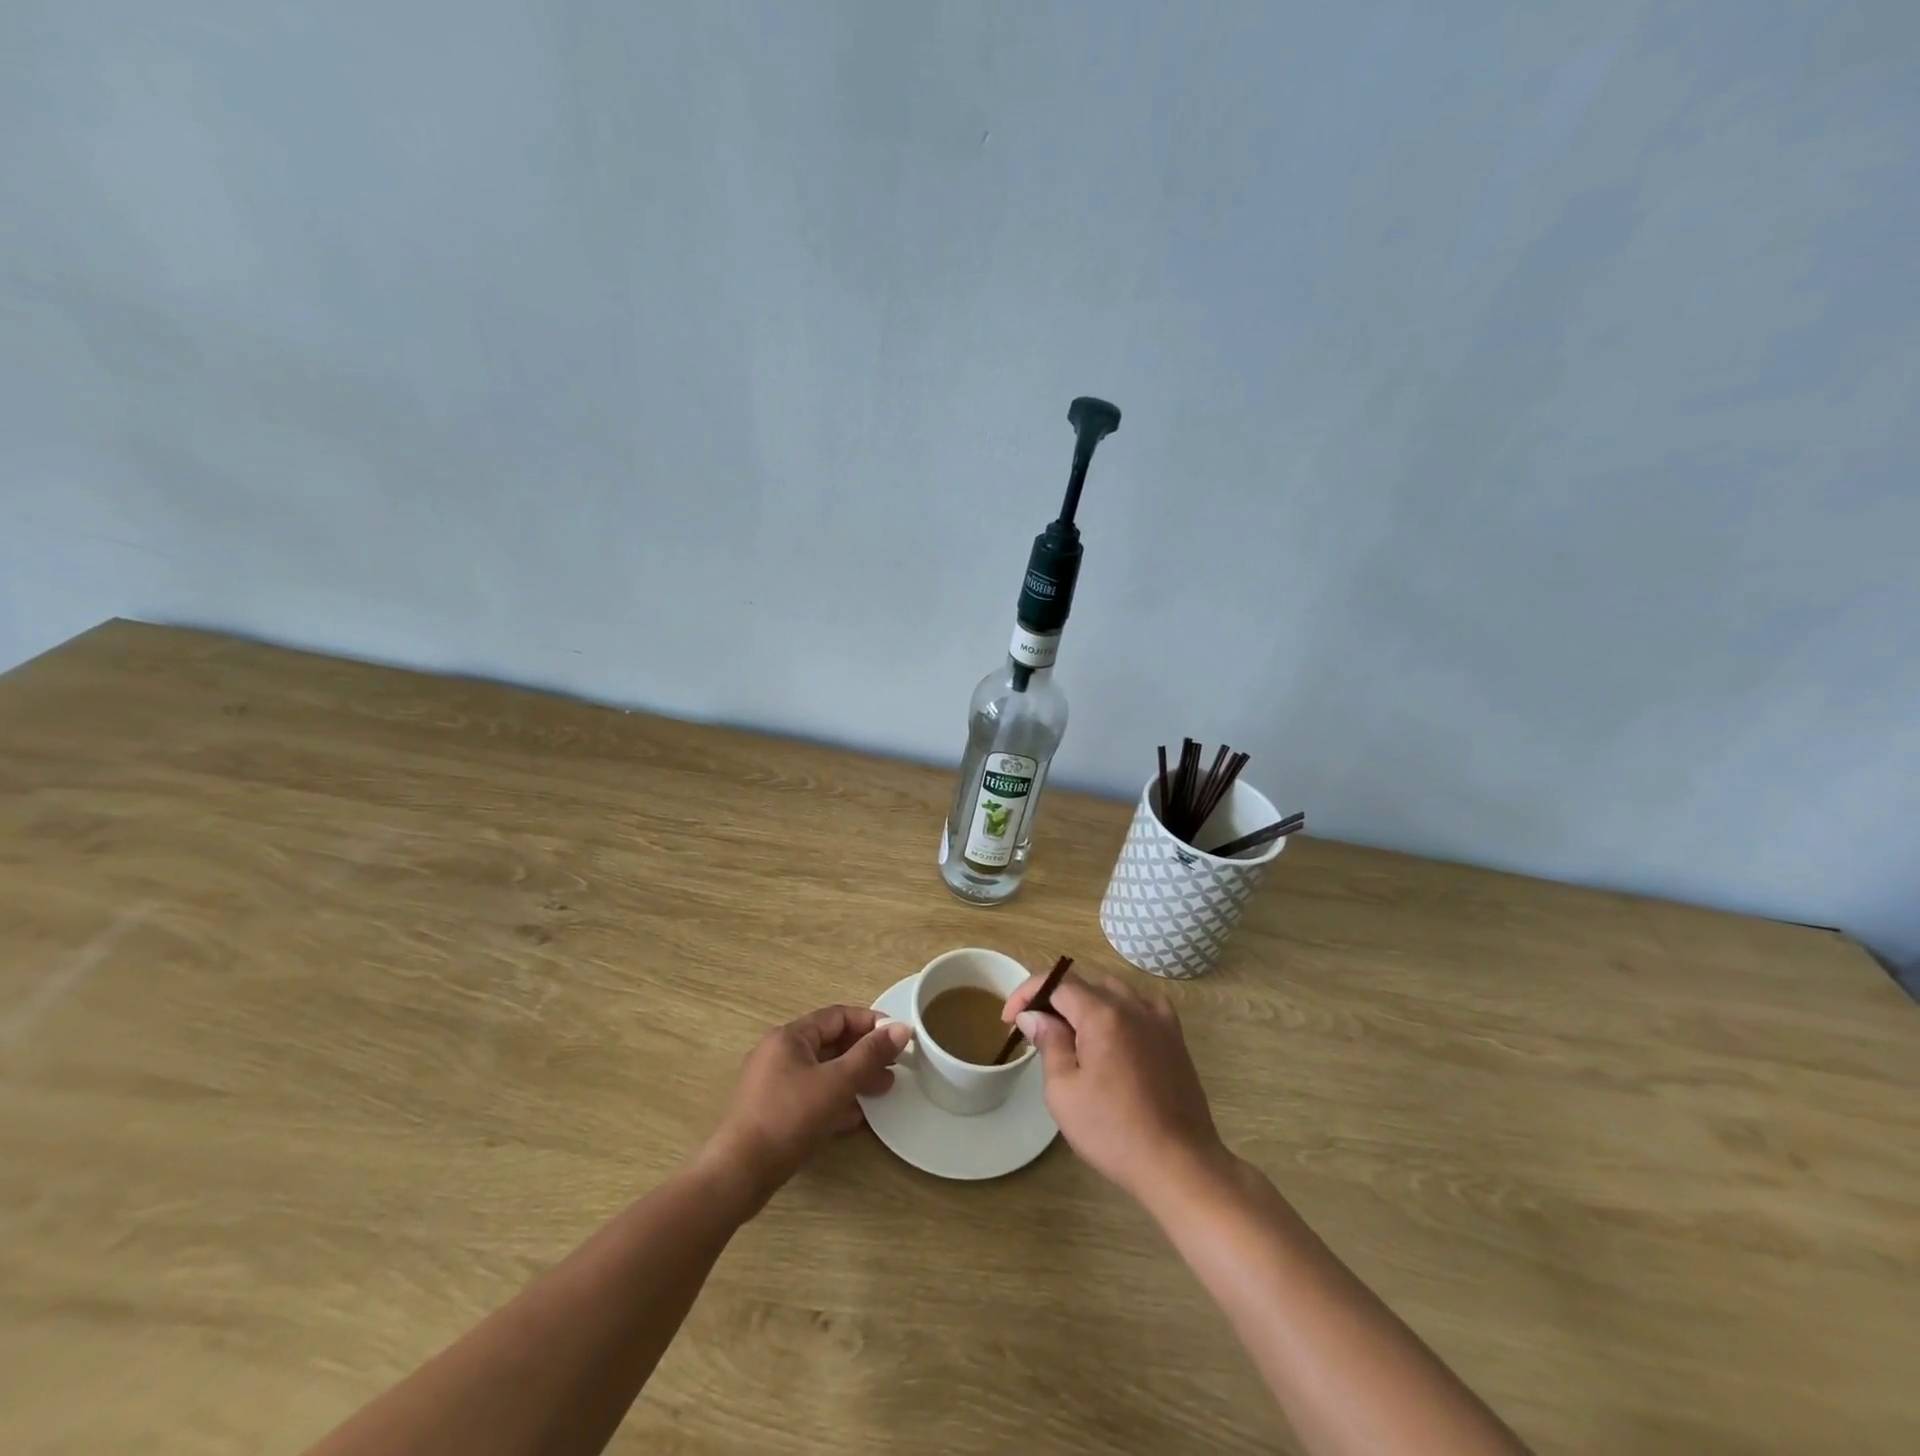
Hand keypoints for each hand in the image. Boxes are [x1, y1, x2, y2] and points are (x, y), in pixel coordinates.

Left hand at [702, 1006, 909, 1210]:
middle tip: (894, 1068)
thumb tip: (902, 1028)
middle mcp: (779, 1053)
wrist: (739, 1175)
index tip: (898, 1037)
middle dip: (864, 1054)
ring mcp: (773, 1084)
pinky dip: (834, 1100)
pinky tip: (856, 1117)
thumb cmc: (789, 1118)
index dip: (870, 1023)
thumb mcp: (836, 1083)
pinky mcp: (772, 1112)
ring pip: (822, 1071)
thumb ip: (870, 1054)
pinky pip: (811, 1096)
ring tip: (882, 1090)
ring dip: (853, 1078)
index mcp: (790, 1037)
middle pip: (830, 1043)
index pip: (838, 1016)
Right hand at [1004, 969, 1229, 1202]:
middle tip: (1038, 1034)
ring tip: (1074, 1037)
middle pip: (1084, 986)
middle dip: (1054, 1003)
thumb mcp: (1064, 1091)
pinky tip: (1116, 1035)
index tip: (1009, 1019)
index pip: (1056, 982)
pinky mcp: (1175, 1037)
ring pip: (1113, 992)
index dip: (1027, 994)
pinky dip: (1122, 1011)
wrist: (1179, 1164)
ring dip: (1087, 1005)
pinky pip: (1142, 1006)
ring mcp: (1158, 1018)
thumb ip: (1048, 1043)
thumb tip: (1034, 1015)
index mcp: (1102, 1013)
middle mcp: (1132, 1005)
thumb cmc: (1113, 1131)